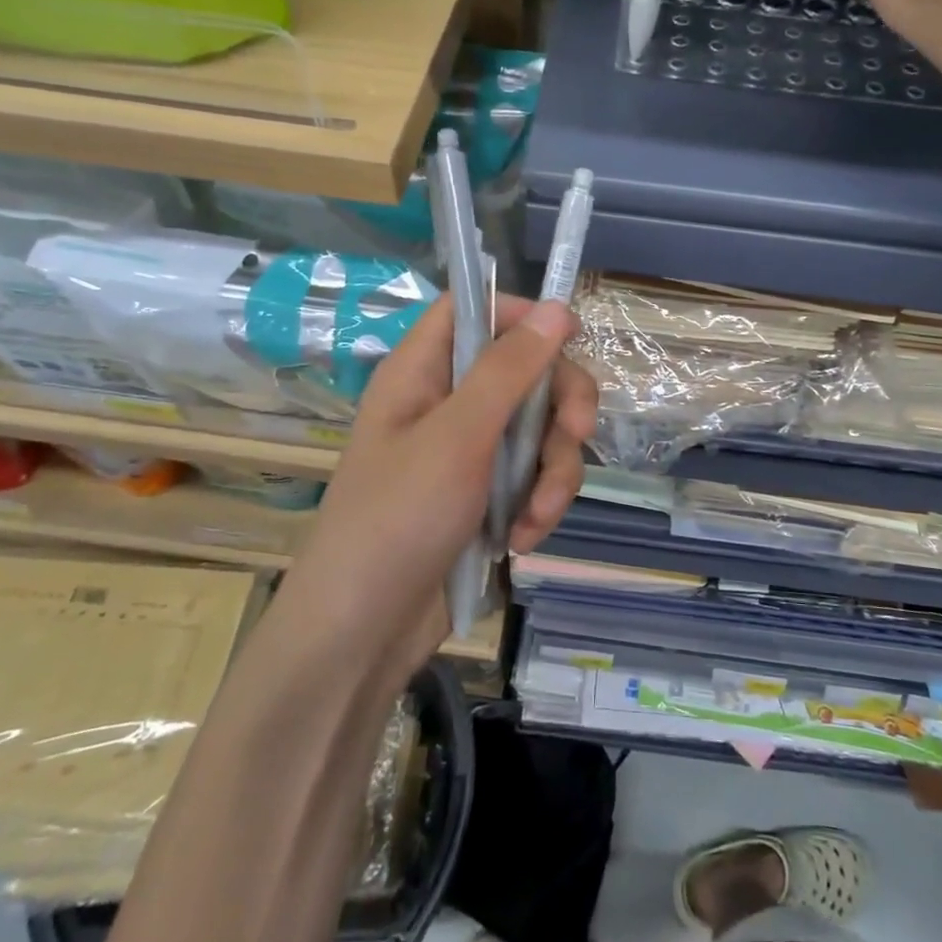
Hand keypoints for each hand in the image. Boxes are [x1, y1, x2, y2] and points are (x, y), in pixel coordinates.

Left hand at [282, 294, 598, 683]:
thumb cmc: (398, 519)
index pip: (474, 309)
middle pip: (526, 370)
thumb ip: (509, 370)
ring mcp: (470, 451)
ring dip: (553, 472)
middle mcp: (448, 402)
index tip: (567, 339)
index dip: (521, 315)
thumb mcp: (458, 437)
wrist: (363, 634)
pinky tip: (524, 539)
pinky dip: (539, 504)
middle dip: (560, 406)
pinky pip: (534, 475)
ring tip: (536, 517)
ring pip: (540, 429)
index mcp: (423, 371)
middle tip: (578, 434)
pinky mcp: (487, 494)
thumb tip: (558, 308)